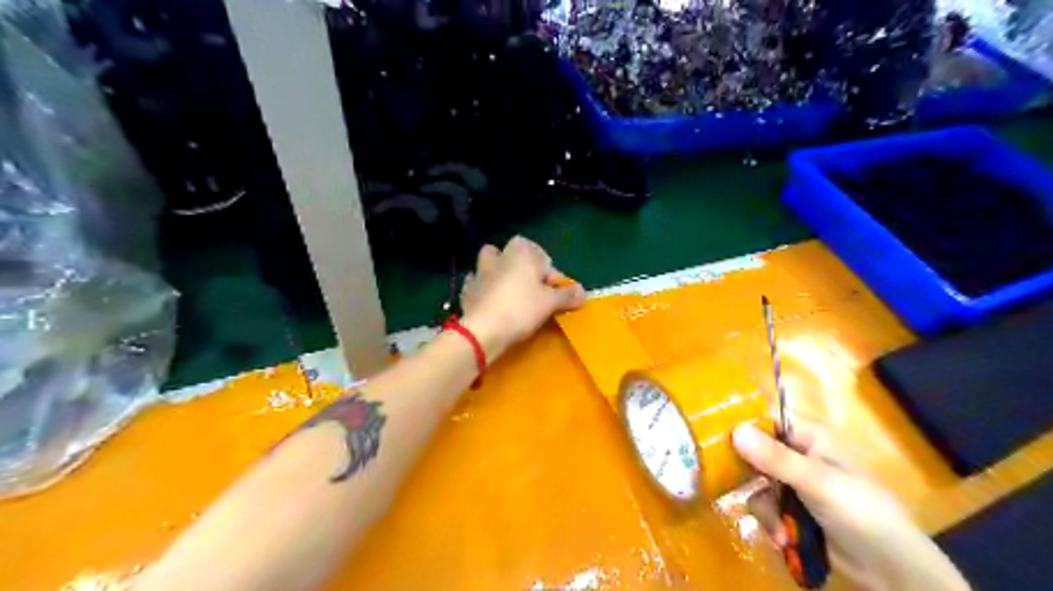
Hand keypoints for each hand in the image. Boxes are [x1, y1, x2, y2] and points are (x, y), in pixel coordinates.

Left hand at [462, 235, 589, 359]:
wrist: (483, 331)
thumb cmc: (521, 309)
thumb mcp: (551, 302)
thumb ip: (567, 295)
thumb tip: (582, 292)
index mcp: (520, 252)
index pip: (538, 253)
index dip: (548, 270)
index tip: (553, 289)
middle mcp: (498, 257)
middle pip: (511, 254)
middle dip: (520, 266)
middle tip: (532, 288)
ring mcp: (479, 273)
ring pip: (489, 265)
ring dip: (499, 274)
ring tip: (510, 294)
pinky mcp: (466, 291)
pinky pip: (477, 284)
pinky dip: (484, 290)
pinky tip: (492, 304)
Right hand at [735, 420, 970, 590]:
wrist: (891, 570)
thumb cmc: (862, 512)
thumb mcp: (818, 482)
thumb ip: (775, 458)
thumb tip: (734, 430)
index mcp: (808, 436)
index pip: (765, 417)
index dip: (740, 420)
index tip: (711, 430)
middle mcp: (796, 454)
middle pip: (753, 450)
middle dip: (746, 473)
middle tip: (728, 482)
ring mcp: (792, 483)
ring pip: (755, 483)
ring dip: (763, 507)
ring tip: (778, 528)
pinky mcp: (790, 509)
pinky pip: (763, 506)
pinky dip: (770, 522)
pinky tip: (782, 537)